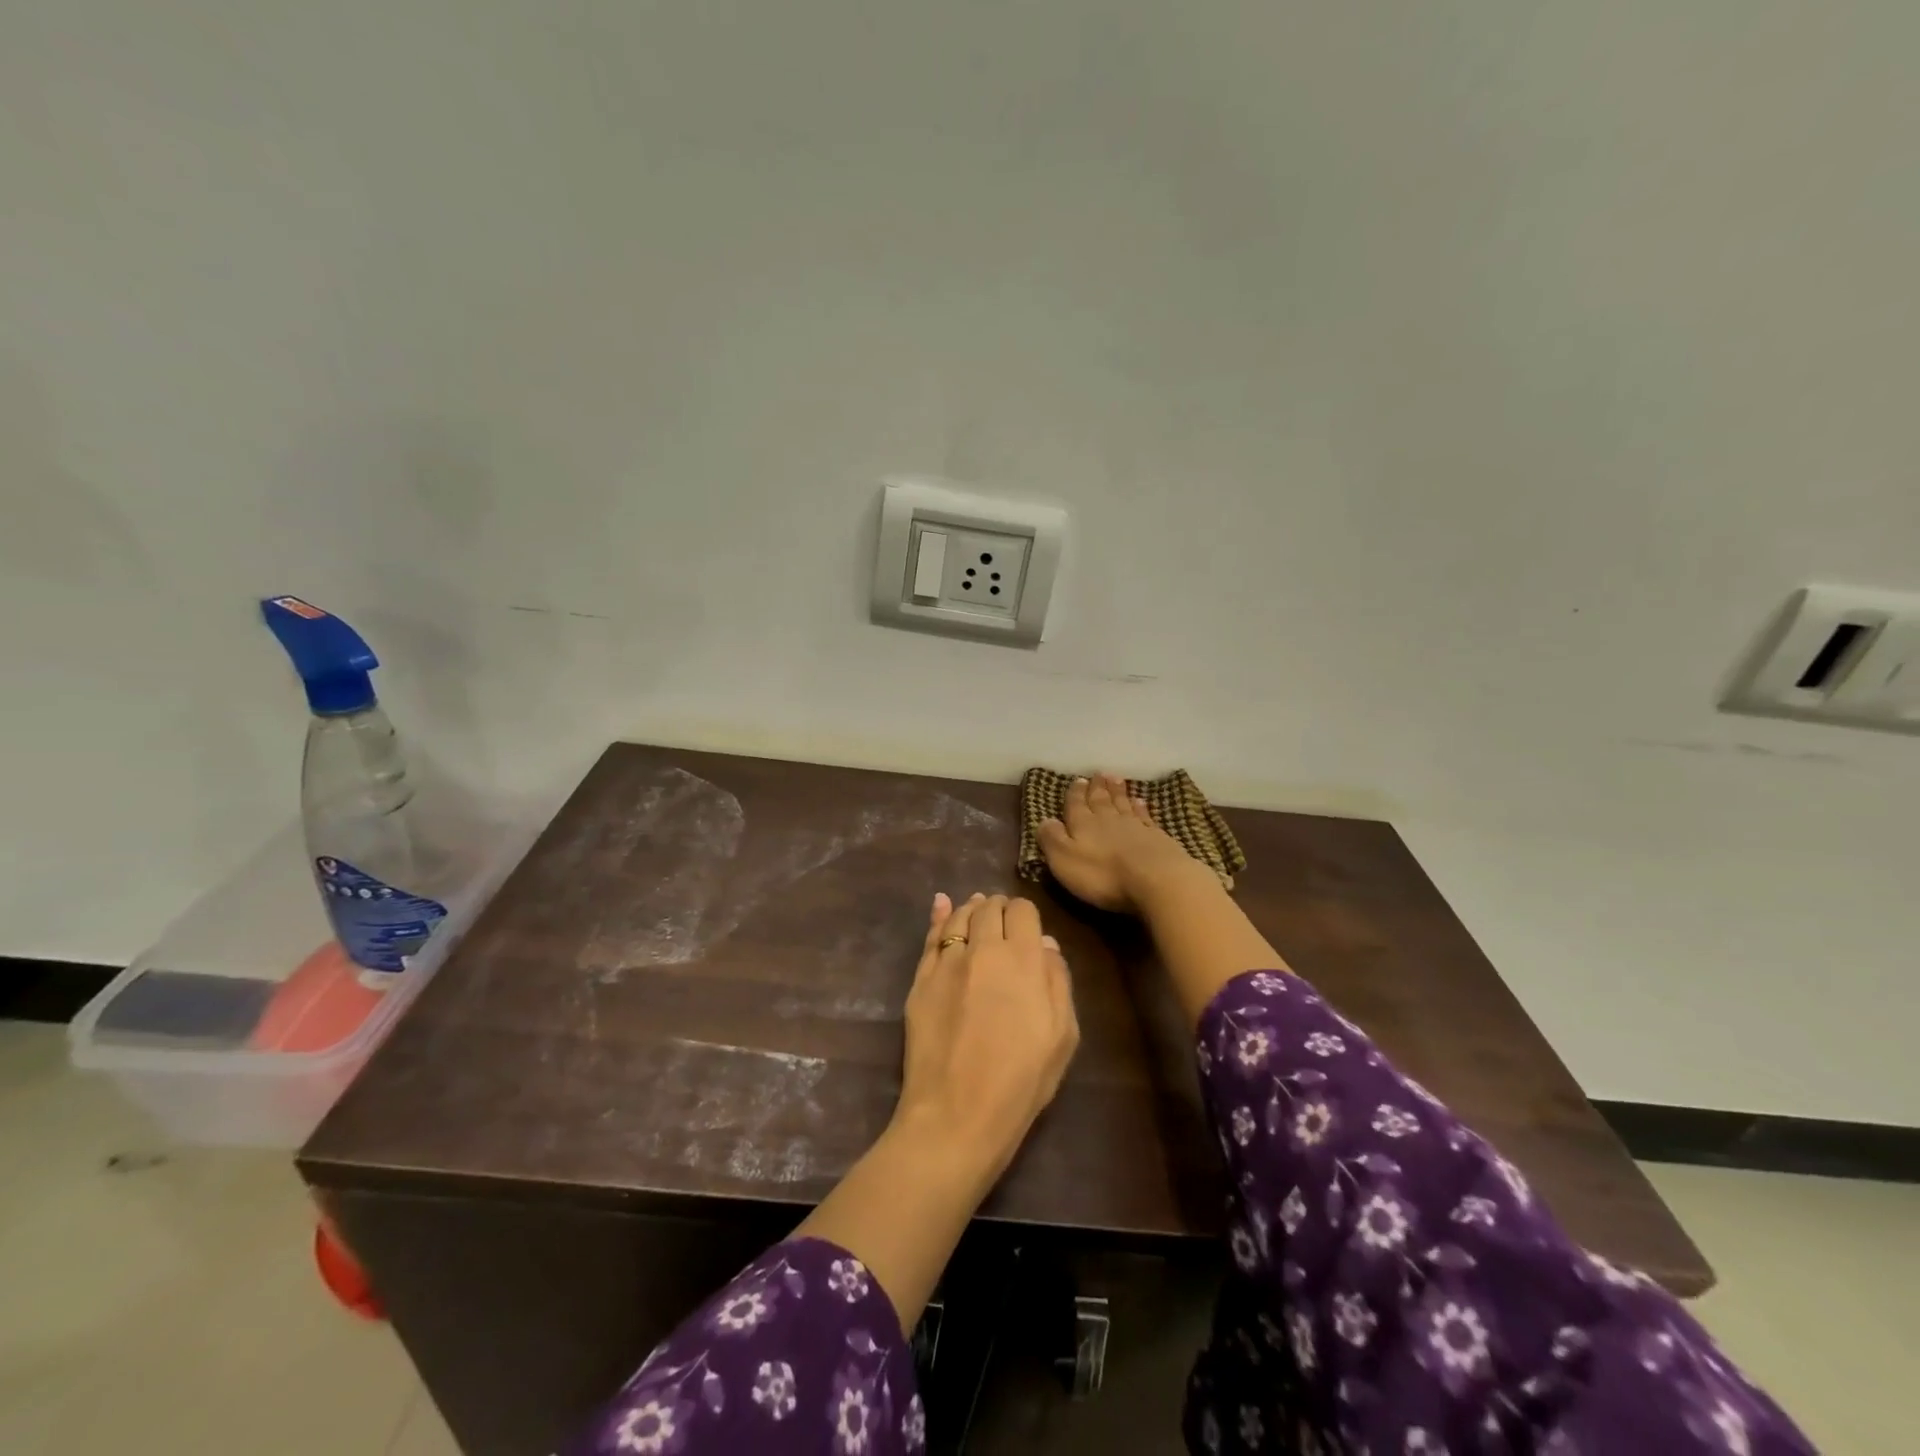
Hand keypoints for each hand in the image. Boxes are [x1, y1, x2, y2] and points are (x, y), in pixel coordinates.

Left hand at [893, 892, 1079, 1184]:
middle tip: (1003, 918)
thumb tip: (1046, 944)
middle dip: (999, 908)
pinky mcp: (920, 980)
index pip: (1023, 911)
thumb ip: (1058, 982)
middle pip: (990, 908)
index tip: (1027, 927)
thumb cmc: (1021, 1082)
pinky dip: (939, 917)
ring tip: (976, 908)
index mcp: (1023, 959)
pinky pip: (930, 937)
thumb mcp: (1062, 1037)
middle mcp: (983, 949)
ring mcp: (947, 962)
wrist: (957, 1114)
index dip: (1026, 914)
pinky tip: (942, 906)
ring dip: (971, 908)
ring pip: (959, 916)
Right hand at [1037, 773, 1197, 913]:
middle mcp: (1108, 819)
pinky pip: (1145, 816)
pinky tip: (1140, 801)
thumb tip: (1043, 820)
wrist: (1155, 878)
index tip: (1077, 780)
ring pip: (1123, 804)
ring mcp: (1135, 826)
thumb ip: (1052, 838)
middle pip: (1101, 800)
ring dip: (1118, 791)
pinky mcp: (1156, 837)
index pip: (1075, 805)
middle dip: (1097, 788)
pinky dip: (1141, 807)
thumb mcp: (1064, 859)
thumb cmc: (1103, 874)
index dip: (1074, 794)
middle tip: (1098, 774)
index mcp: (1082, 824)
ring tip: (1116, 779)